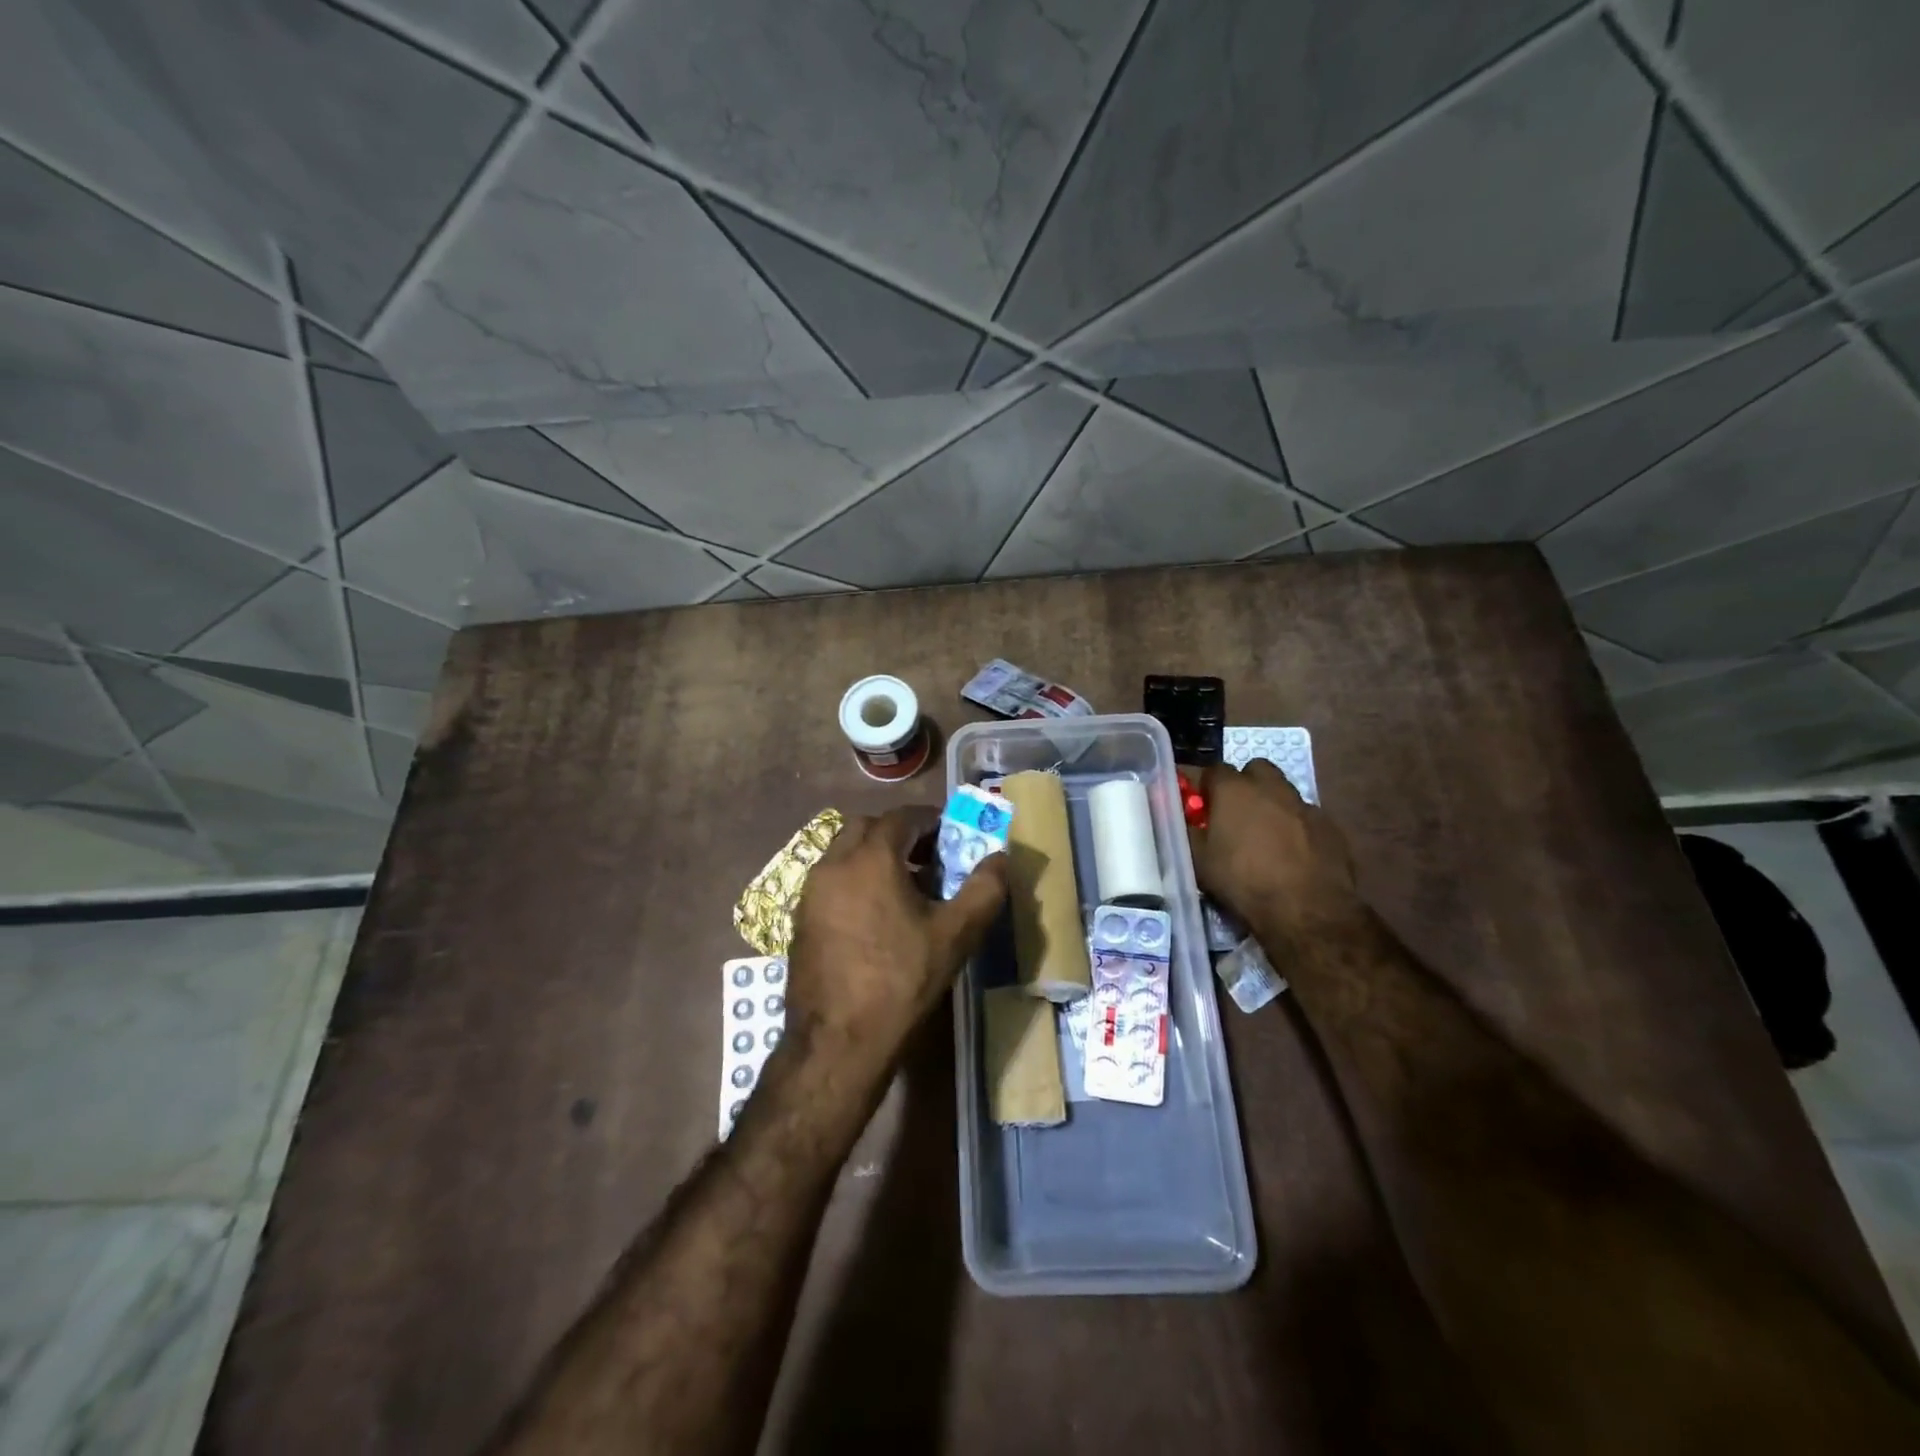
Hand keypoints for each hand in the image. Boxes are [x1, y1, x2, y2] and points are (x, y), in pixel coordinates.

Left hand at [786, 806, 1007, 1072]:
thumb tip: (1001, 859)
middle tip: (928, 858)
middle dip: (898, 834)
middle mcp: (833, 865)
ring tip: (905, 889)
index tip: (951, 836)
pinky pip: (831, 882)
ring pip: (844, 854)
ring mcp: (810, 893)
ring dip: (874, 857)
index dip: (930, 821)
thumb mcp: (955, 936)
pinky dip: (854, 881)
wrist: (838, 1044)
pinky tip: (876, 918)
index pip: (901, 817)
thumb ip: (984, 890)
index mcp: (870, 858)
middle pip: (866, 828)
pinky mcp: (799, 921)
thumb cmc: (901, 982)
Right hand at [1189, 760, 1359, 937]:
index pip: (1212, 770)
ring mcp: (1304, 805)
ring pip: (1283, 790)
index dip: (1204, 785)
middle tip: (1235, 811)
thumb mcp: (1199, 861)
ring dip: (1271, 803)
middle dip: (1244, 783)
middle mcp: (1270, 787)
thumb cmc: (1243, 882)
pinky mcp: (1330, 825)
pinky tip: (1293, 852)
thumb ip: (1189, 832)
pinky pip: (1306, 816)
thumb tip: (1184, 819)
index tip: (1199, 804)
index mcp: (1234, 790)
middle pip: (1255, 769)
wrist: (1307, 911)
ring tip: (1265, 834)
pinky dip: (1296, 826)